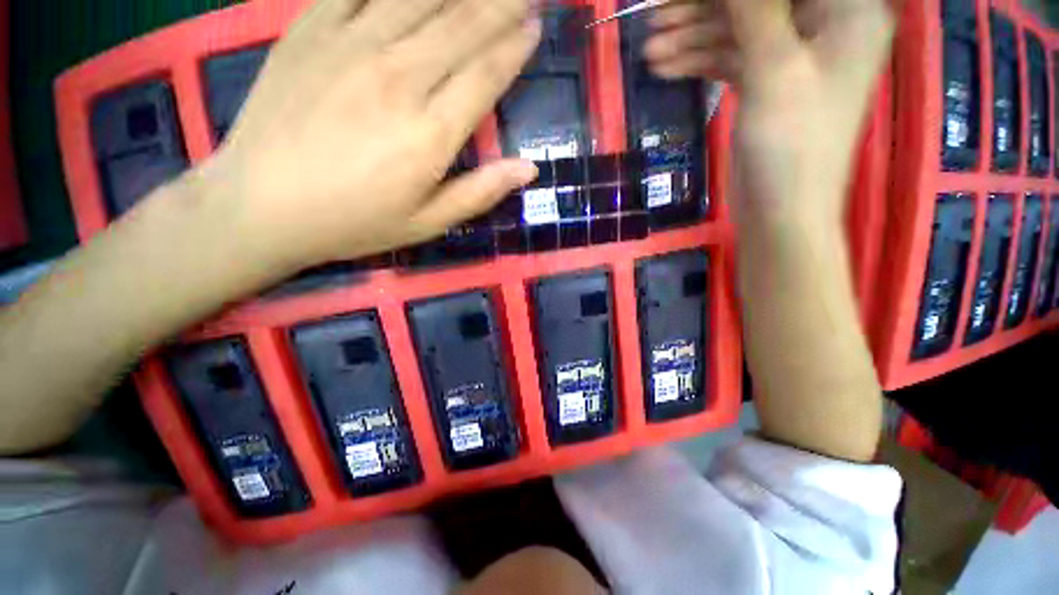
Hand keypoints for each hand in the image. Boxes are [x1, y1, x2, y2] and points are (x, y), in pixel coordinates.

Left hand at [197, 0, 540, 271]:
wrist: (261, 205)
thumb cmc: (354, 222)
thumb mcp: (427, 223)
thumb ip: (480, 193)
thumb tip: (528, 169)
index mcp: (430, 133)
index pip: (486, 75)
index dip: (515, 47)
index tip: (536, 25)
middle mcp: (399, 78)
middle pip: (462, 25)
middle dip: (500, 2)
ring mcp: (350, 45)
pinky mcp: (310, 30)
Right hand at [645, 0, 893, 227]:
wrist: (781, 211)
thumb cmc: (792, 145)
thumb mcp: (776, 69)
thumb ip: (754, 11)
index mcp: (847, 9)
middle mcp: (823, 23)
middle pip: (757, 2)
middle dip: (703, 10)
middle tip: (655, 19)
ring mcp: (793, 54)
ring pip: (738, 29)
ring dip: (692, 38)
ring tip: (650, 52)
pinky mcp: (767, 82)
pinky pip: (730, 59)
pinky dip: (699, 62)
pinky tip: (665, 68)